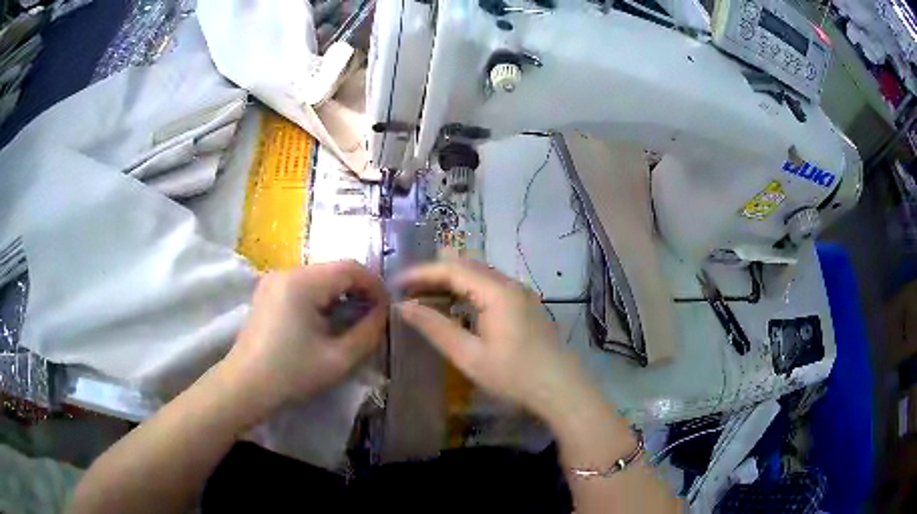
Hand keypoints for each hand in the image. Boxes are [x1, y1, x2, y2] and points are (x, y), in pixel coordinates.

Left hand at [224, 260, 388, 409]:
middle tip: (372, 318)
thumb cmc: (291, 374)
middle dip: (358, 290)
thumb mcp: (338, 359)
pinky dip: (321, 298)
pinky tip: (325, 321)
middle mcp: (287, 272)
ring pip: (320, 277)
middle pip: (334, 269)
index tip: (387, 309)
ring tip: (351, 321)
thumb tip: (383, 312)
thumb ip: (368, 332)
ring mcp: (274, 280)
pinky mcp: (267, 291)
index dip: (375, 285)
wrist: (245, 386)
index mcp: (303, 282)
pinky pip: (303, 285)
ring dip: (340, 294)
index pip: (350, 267)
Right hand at [396, 259, 590, 422]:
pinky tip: (455, 306)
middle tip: (407, 289)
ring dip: (451, 282)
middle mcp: (510, 284)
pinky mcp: (525, 305)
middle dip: (434, 274)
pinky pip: (490, 287)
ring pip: (479, 275)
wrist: (561, 389)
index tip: (395, 282)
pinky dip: (467, 291)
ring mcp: (521, 293)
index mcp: (497, 291)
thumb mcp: (469, 355)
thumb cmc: (513, 375)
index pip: (452, 269)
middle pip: (466, 267)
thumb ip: (435, 327)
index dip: (421, 273)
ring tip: (424, 295)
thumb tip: (405, 307)